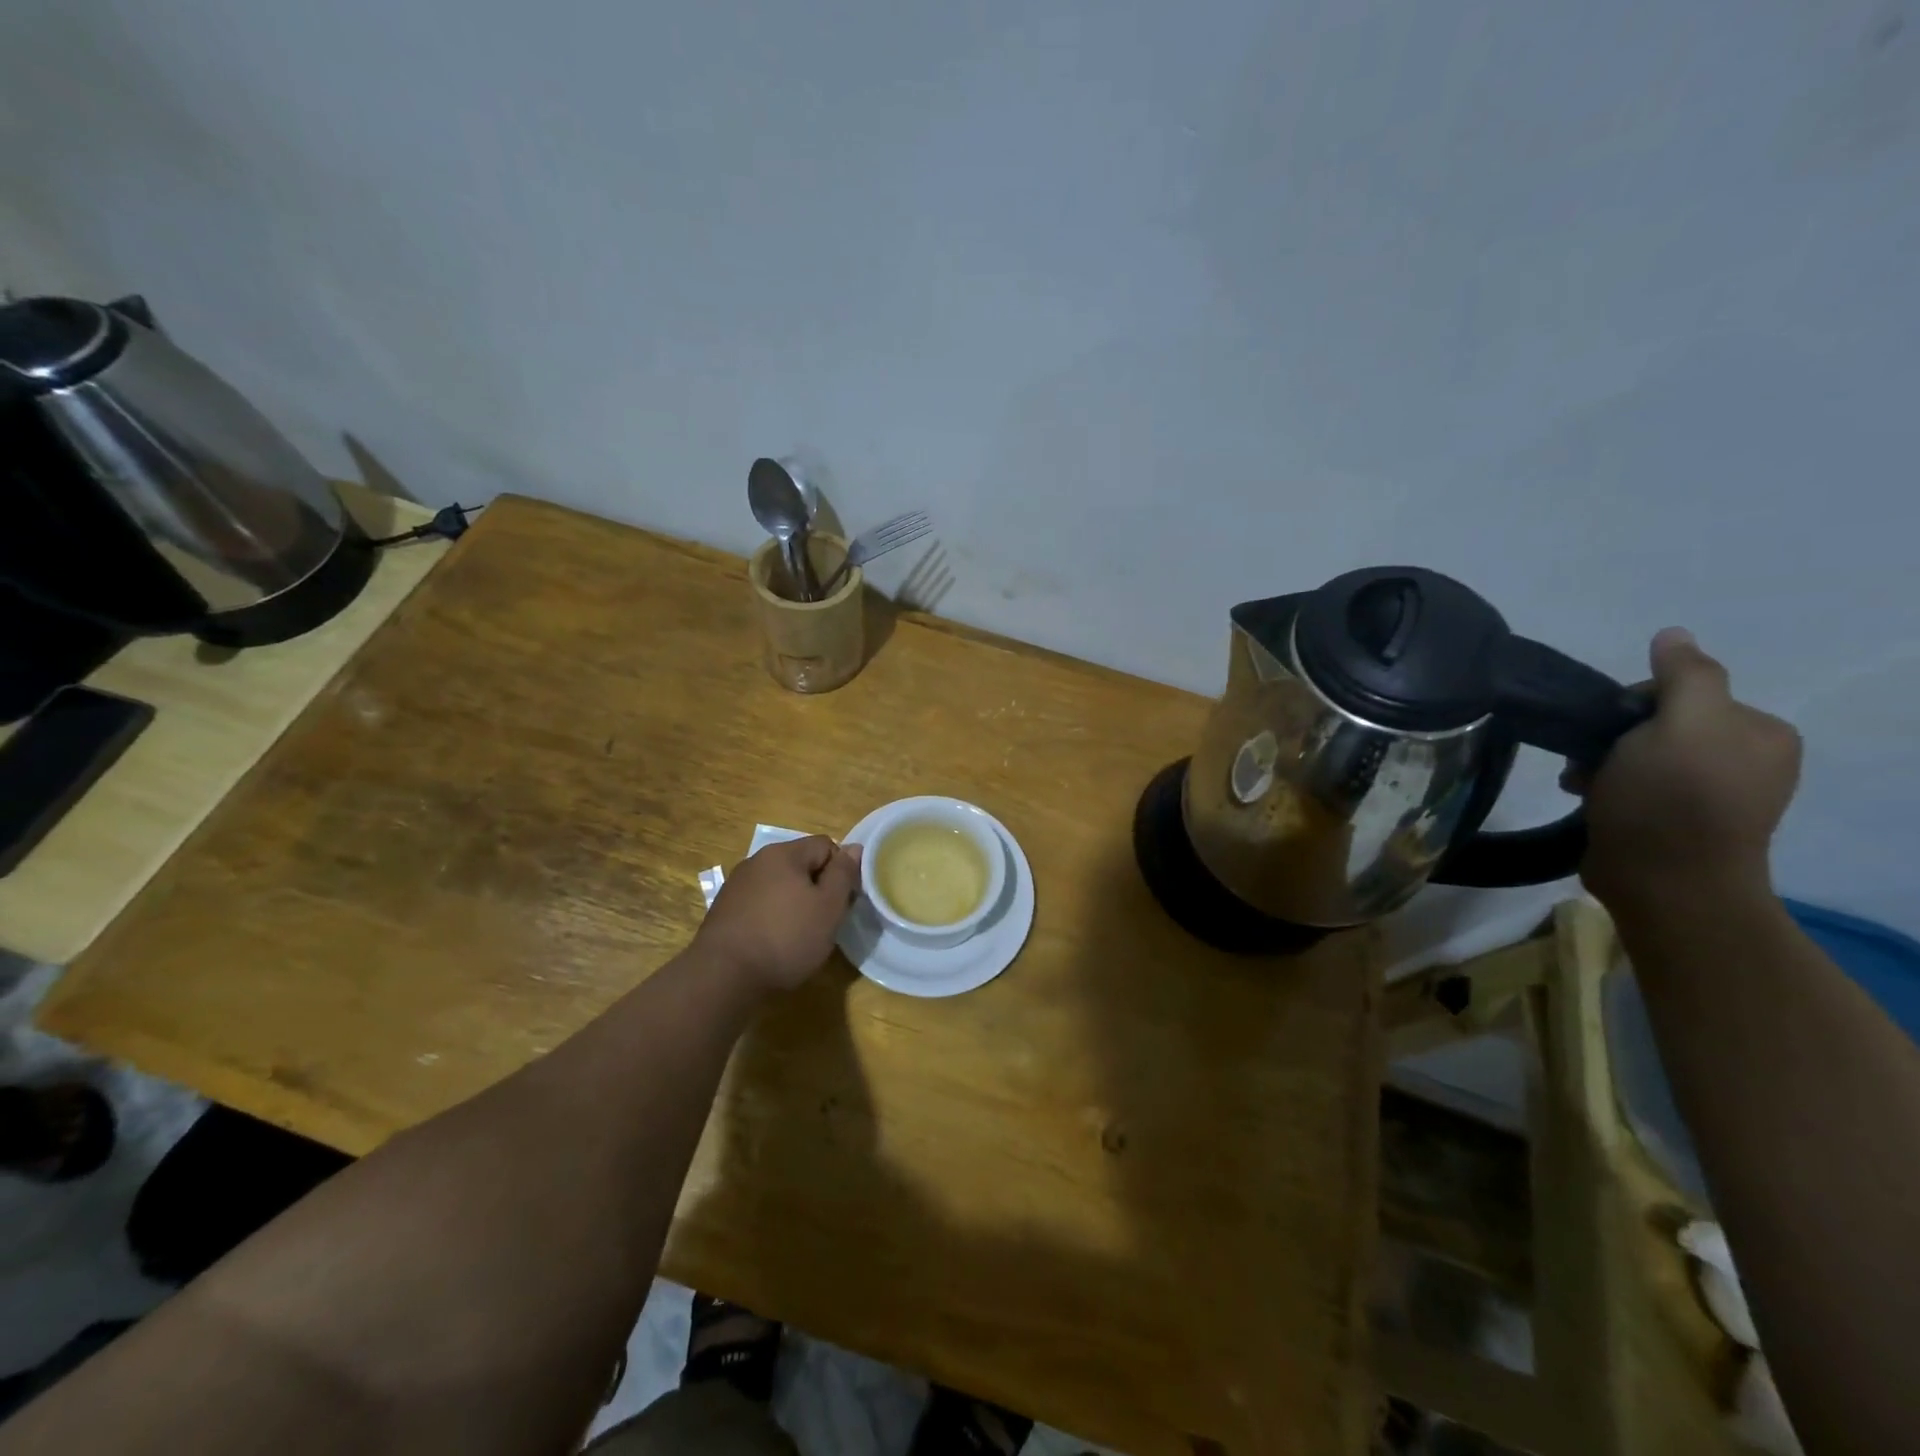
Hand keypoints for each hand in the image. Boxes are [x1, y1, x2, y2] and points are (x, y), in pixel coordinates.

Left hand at [694, 836, 862, 992]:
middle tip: (824, 921)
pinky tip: (773, 942)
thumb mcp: (828, 907)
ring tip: (799, 935)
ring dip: (794, 903)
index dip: (841, 871)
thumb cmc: (785, 938)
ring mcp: (737, 885)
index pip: (825, 845)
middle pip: (801, 864)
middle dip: (817, 888)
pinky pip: (760, 903)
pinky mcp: (724, 909)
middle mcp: (756, 860)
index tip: (843, 901)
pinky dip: (772, 916)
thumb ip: (844, 874)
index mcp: (783, 853)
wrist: (723, 976)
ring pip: (780, 885)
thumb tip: (854, 848)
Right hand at [1578, 627, 1801, 911]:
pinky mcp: (1675, 821)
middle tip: (1589, 760)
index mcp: (1758, 731)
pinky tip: (1587, 799)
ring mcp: (1710, 794)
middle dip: (1612, 737)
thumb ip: (1684, 676)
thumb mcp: (1682, 724)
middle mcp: (1743, 759)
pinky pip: (1633, 785)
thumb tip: (1673, 635)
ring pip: (1638, 755)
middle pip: (1656, 723)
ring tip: (1579, 784)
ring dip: (1600, 763)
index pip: (1681, 691)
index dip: (1632, 703)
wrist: (1663, 882)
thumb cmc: (1671, 798)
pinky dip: (1604, 787)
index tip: (1607, 729)